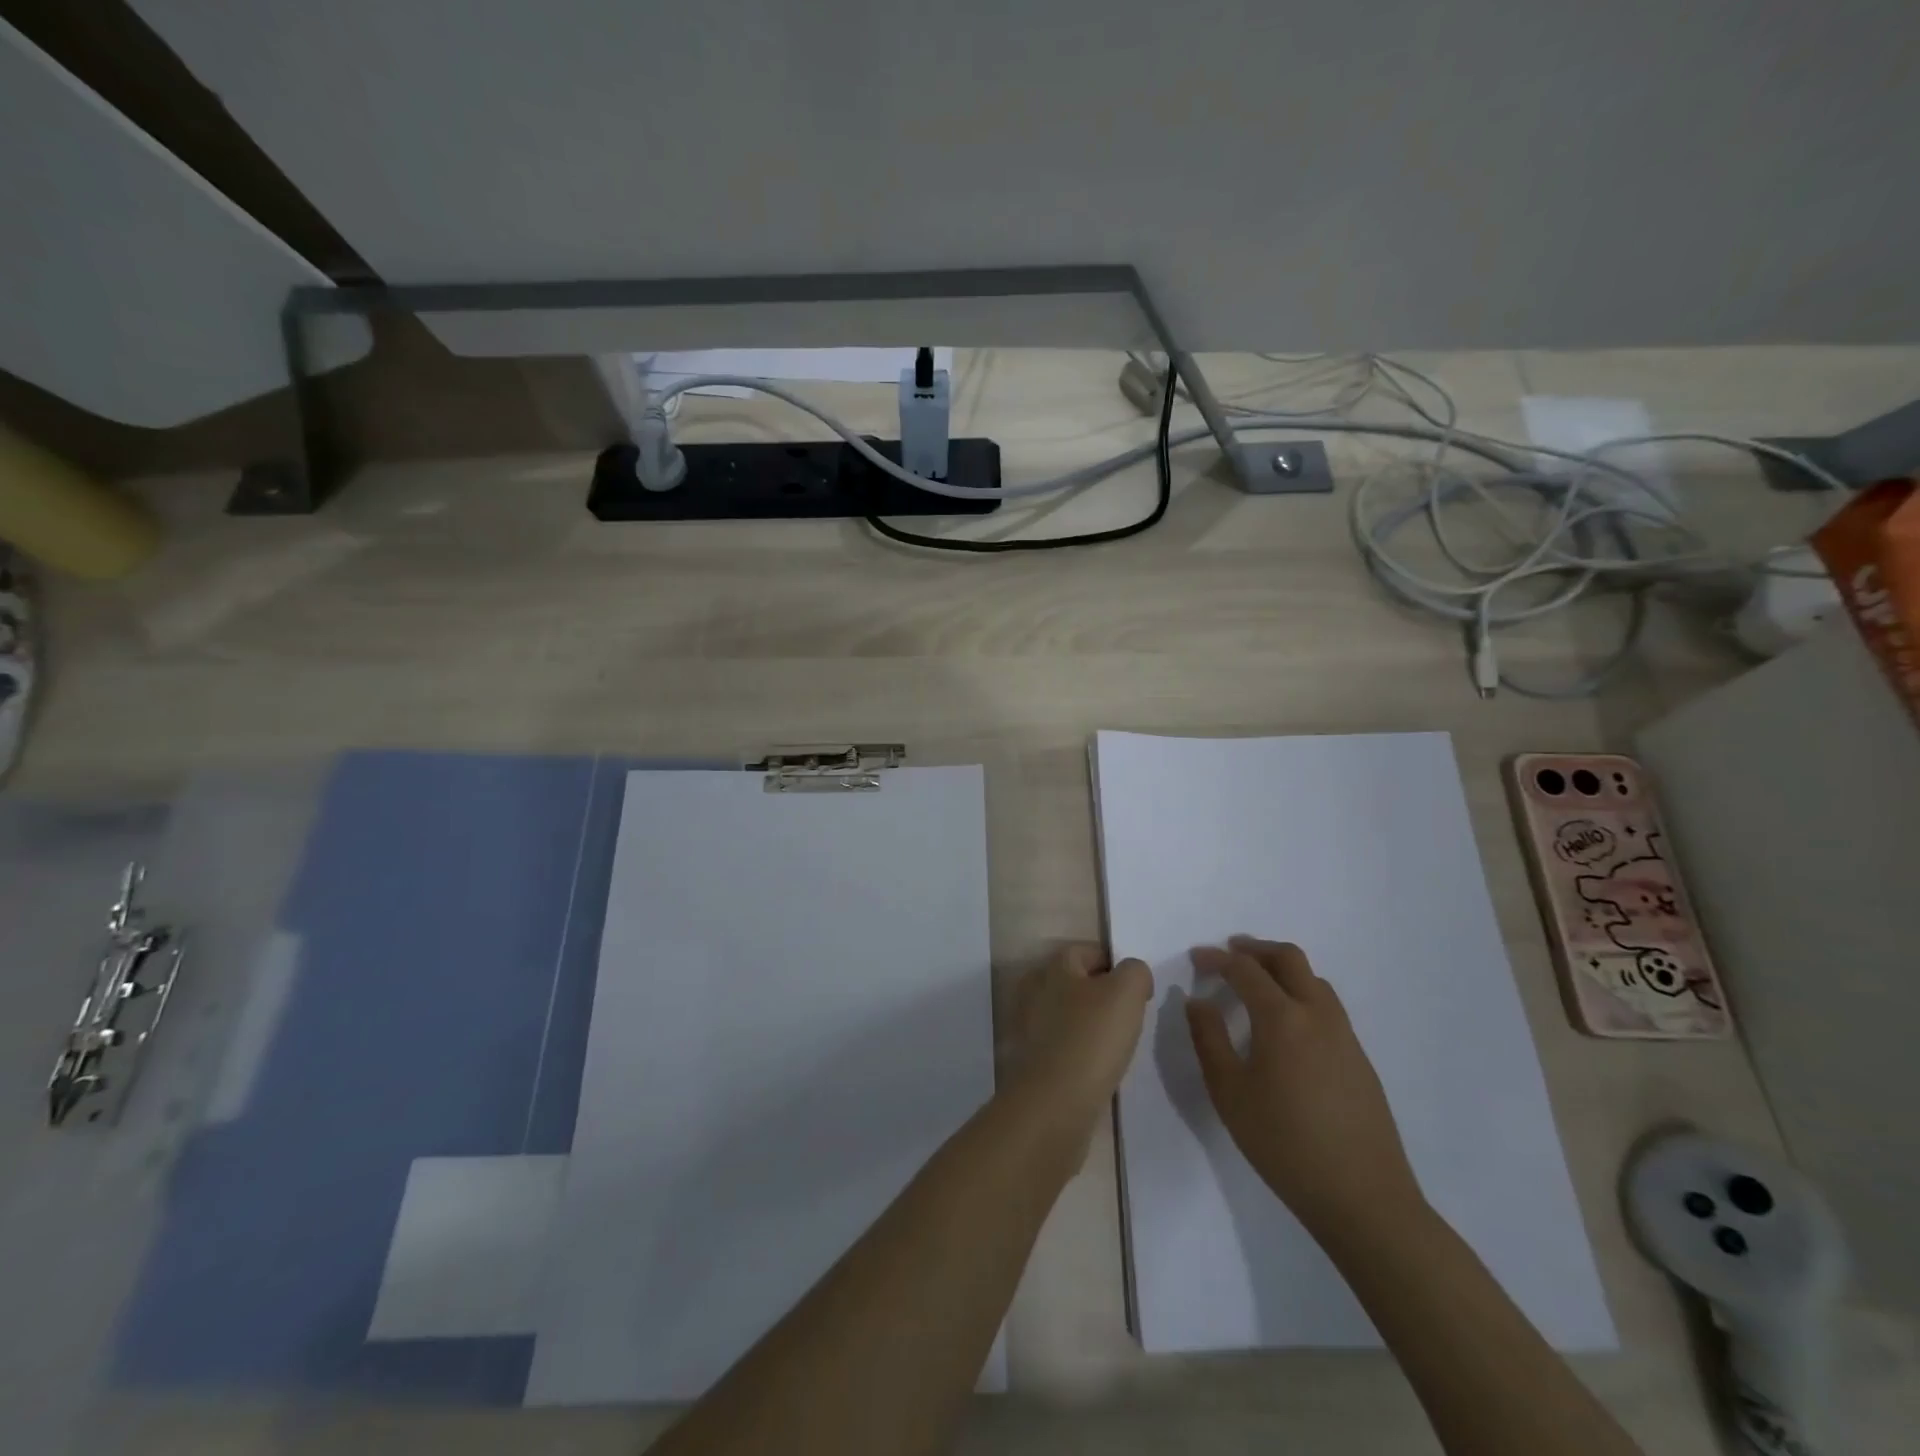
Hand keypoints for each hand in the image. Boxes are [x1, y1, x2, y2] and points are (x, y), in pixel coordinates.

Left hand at [1006, 944, 1151, 1140]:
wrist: (1054, 1105)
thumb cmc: (1091, 1038)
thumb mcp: (1126, 993)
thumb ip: (1135, 972)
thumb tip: (1133, 976)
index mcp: (1053, 967)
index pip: (1088, 952)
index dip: (1116, 965)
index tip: (1139, 991)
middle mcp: (1035, 991)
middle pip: (1077, 984)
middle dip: (1104, 996)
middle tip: (1131, 1018)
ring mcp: (1030, 1028)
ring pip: (1070, 1016)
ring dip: (1093, 1027)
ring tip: (1118, 1046)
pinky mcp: (1032, 1061)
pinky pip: (1064, 1046)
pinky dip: (1082, 1053)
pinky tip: (1099, 1069)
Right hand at [1185, 937, 1423, 1237]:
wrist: (1363, 1198)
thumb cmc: (1284, 1143)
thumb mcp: (1229, 1092)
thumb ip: (1209, 1039)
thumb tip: (1198, 1001)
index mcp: (1282, 1018)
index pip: (1245, 970)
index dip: (1217, 959)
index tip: (1195, 959)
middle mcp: (1318, 1014)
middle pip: (1289, 959)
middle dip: (1255, 949)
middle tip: (1229, 953)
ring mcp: (1345, 1035)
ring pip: (1314, 980)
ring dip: (1282, 969)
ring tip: (1256, 983)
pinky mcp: (1359, 1058)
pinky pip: (1327, 1006)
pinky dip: (1301, 994)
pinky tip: (1286, 1024)